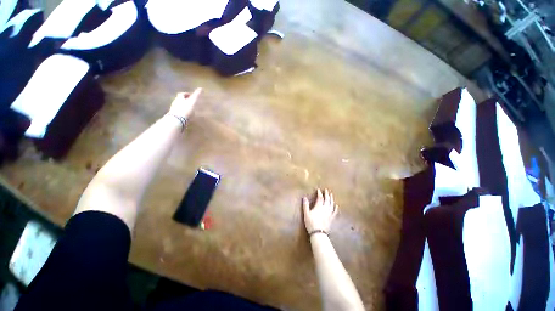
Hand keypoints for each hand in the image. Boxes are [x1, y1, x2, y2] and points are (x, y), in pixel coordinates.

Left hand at [168, 88, 202, 119]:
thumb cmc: (185, 109)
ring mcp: (174, 109)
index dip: (187, 94)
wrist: (177, 120)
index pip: (182, 94)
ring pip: (179, 106)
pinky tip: (186, 116)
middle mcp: (175, 102)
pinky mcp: (175, 116)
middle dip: (185, 100)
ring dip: (183, 106)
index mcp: (179, 98)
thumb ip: (196, 95)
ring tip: (189, 109)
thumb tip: (201, 88)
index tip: (191, 95)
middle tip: (190, 102)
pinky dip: (182, 112)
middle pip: (180, 100)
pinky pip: (179, 112)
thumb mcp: (192, 102)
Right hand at [303, 189, 337, 233]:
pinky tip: (336, 206)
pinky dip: (335, 208)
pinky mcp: (331, 218)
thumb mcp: (306, 213)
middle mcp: (325, 208)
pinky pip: (335, 212)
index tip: (318, 190)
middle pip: (327, 200)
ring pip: (331, 204)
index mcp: (319, 206)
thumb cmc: (311, 223)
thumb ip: (305, 205)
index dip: (319, 193)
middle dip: (326, 194)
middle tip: (326, 190)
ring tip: (331, 195)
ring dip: (331, 199)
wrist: (318, 233)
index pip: (320, 198)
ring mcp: (329, 213)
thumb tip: (304, 197)